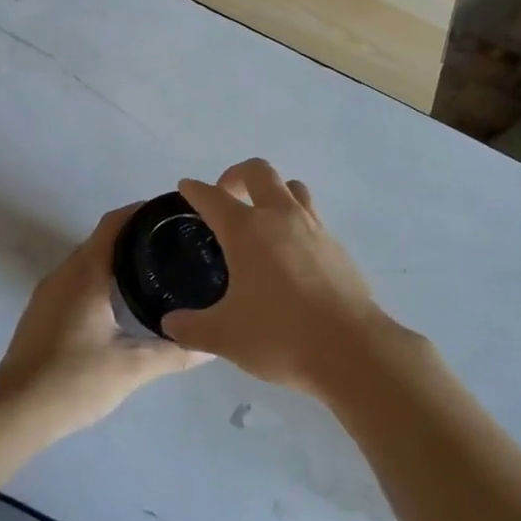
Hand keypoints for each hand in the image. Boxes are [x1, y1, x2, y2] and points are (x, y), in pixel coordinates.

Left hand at [0, 204, 206, 438]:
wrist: (13, 413)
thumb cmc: (74, 380)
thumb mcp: (132, 368)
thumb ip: (174, 353)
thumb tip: (212, 348)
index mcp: (86, 273)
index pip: (115, 223)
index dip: (142, 212)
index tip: (171, 214)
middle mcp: (64, 273)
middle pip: (102, 239)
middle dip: (135, 236)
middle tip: (172, 246)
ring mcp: (48, 292)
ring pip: (87, 261)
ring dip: (115, 259)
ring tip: (152, 271)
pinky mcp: (40, 312)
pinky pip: (75, 280)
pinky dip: (99, 279)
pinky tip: (119, 302)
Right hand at [164, 159, 401, 395]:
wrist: (350, 349)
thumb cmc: (279, 335)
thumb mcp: (224, 336)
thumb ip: (191, 328)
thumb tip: (169, 323)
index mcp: (247, 230)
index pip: (213, 197)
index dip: (195, 190)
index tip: (186, 187)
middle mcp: (280, 217)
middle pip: (258, 172)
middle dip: (236, 175)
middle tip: (226, 197)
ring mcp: (313, 227)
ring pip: (292, 187)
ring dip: (272, 191)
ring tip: (261, 216)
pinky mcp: (336, 245)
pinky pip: (311, 216)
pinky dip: (295, 220)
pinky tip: (289, 251)